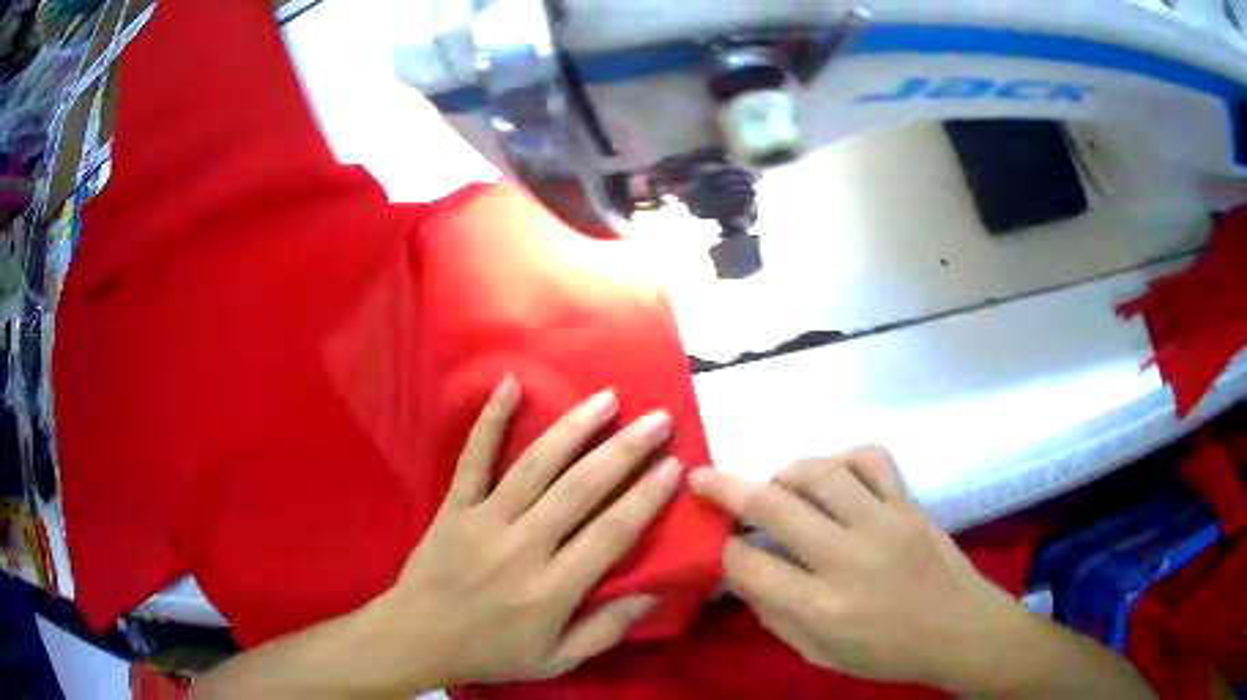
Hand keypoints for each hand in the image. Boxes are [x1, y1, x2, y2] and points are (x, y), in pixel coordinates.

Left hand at [364, 377, 682, 688]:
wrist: (417, 637)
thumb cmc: (491, 651)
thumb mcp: (556, 659)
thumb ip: (605, 630)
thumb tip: (653, 592)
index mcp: (551, 588)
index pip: (610, 534)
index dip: (645, 498)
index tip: (673, 465)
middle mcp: (522, 546)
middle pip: (580, 489)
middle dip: (624, 450)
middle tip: (657, 419)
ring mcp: (484, 520)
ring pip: (535, 466)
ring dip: (574, 428)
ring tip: (607, 398)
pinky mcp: (454, 506)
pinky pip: (473, 458)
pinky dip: (490, 420)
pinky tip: (509, 384)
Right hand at [689, 447, 1022, 689]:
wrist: (957, 629)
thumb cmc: (885, 653)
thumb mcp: (818, 654)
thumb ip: (774, 615)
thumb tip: (741, 576)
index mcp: (820, 608)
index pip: (747, 565)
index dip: (721, 552)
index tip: (716, 545)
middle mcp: (847, 559)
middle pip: (773, 507)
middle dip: (726, 489)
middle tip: (703, 478)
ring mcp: (882, 524)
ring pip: (821, 473)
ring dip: (786, 472)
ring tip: (778, 485)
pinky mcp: (908, 504)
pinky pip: (872, 459)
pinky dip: (843, 458)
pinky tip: (834, 476)